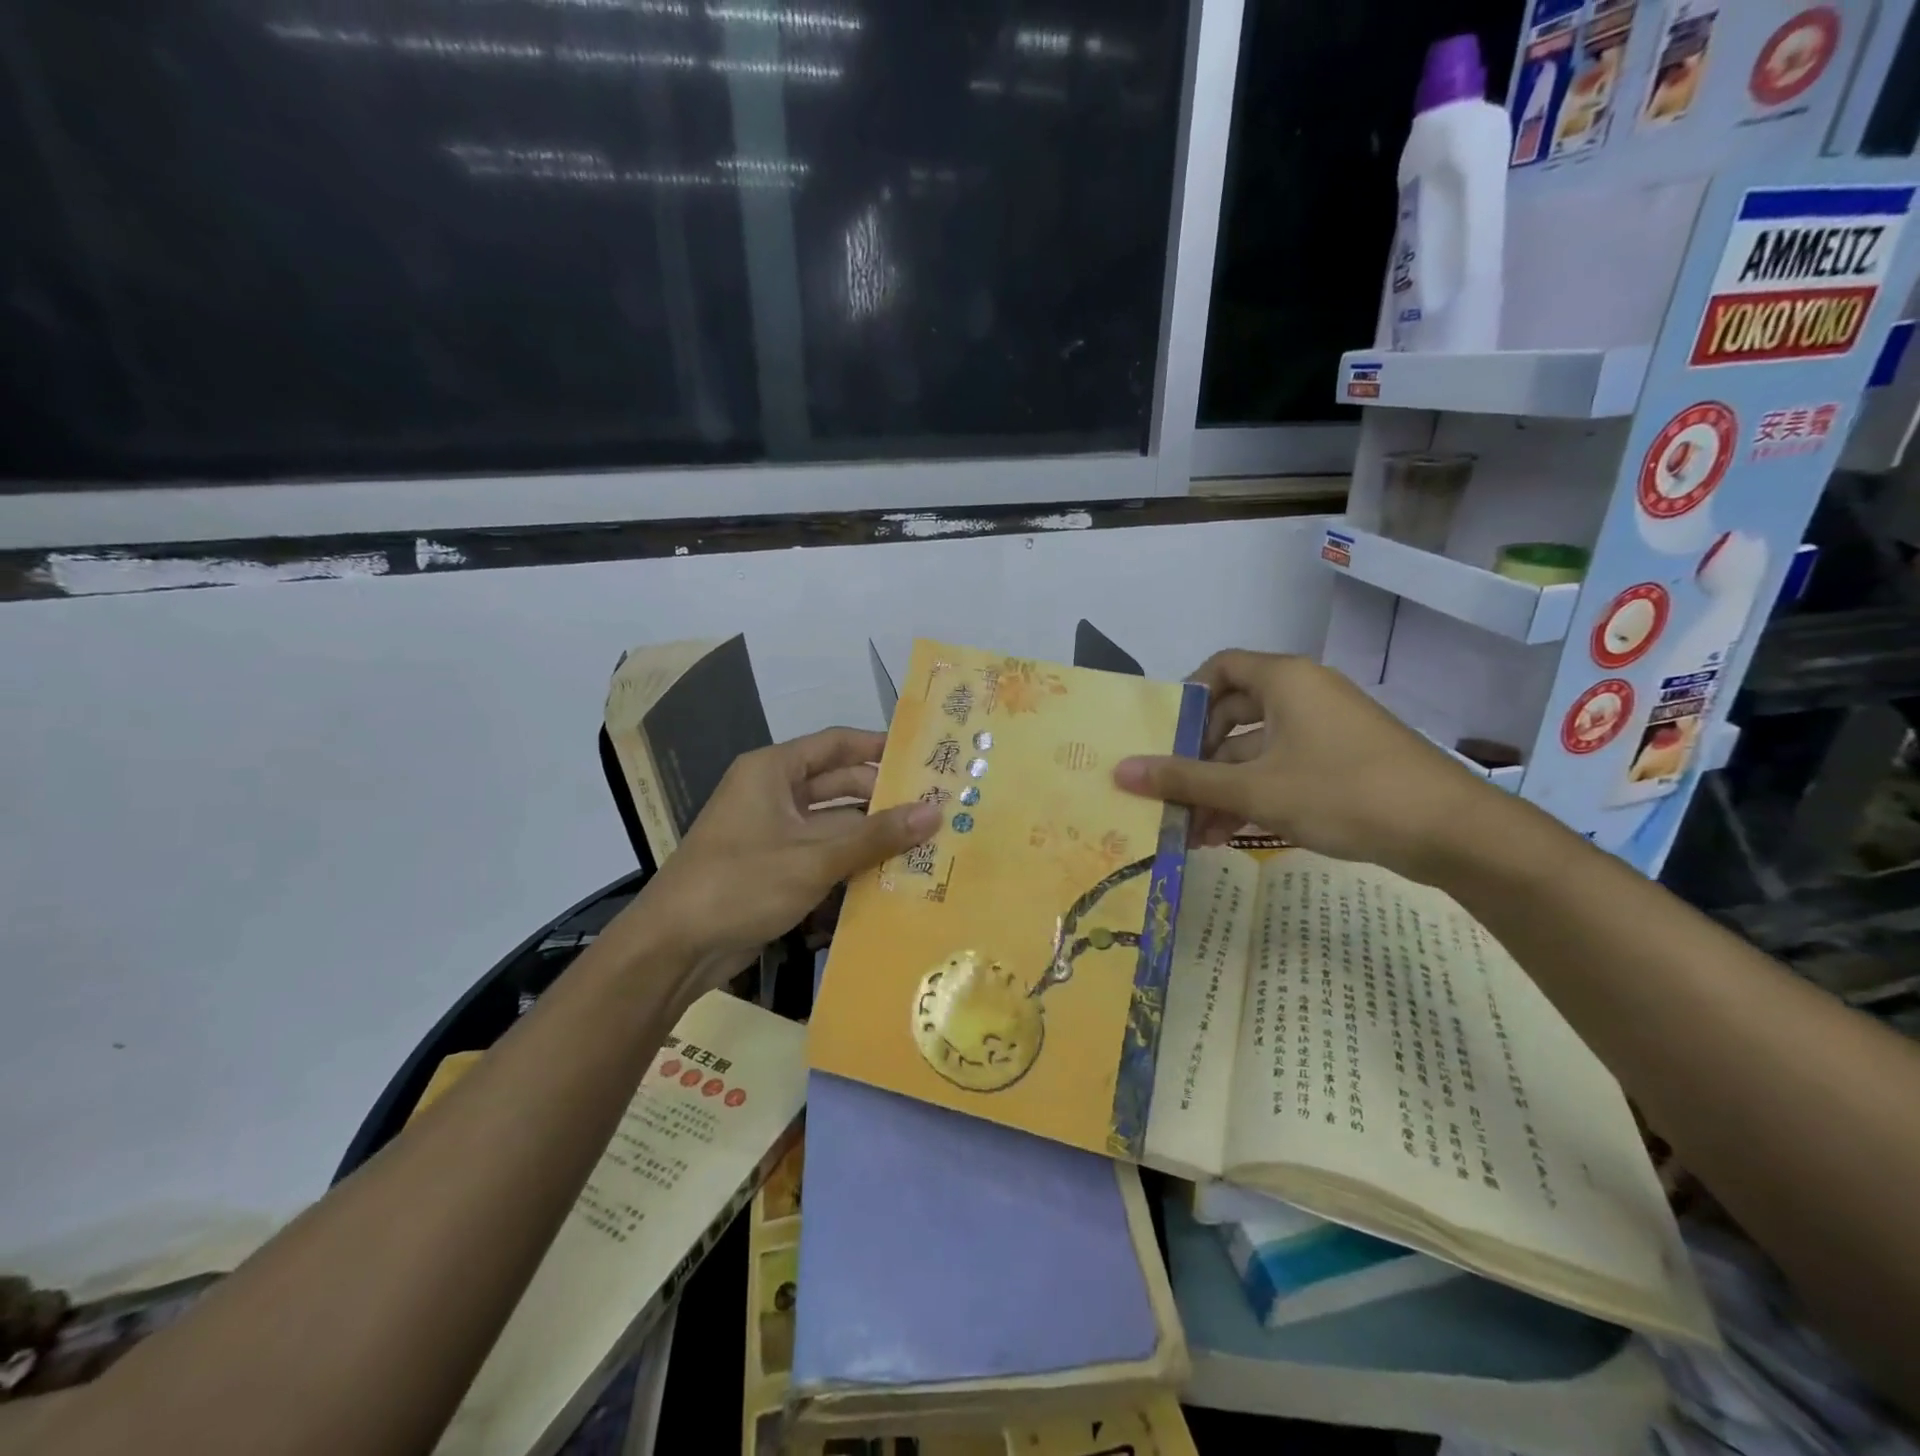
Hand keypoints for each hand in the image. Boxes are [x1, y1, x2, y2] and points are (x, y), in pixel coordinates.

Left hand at [625, 728, 939, 992]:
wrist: (673, 948)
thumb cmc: (741, 884)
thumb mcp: (814, 858)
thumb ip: (875, 836)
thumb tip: (934, 812)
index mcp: (773, 771)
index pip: (837, 744)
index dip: (879, 747)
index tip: (924, 758)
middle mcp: (773, 793)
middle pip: (839, 785)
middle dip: (883, 797)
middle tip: (936, 806)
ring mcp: (773, 833)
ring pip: (834, 823)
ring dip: (872, 834)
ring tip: (927, 841)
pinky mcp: (775, 868)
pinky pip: (822, 854)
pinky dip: (851, 861)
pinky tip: (892, 875)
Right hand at [1113, 651, 1497, 879]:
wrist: (1450, 832)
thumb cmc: (1342, 792)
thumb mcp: (1255, 789)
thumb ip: (1185, 780)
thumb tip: (1120, 772)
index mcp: (1285, 680)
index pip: (1220, 668)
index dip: (1187, 698)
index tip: (1163, 738)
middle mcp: (1304, 695)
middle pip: (1233, 715)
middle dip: (1198, 758)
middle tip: (1170, 792)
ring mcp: (1325, 731)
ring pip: (1255, 751)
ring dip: (1221, 788)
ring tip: (1191, 832)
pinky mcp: (1341, 764)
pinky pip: (1282, 770)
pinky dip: (1253, 797)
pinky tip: (1226, 835)